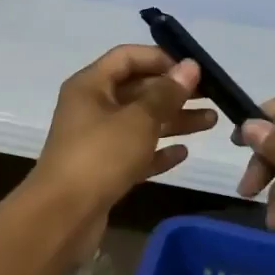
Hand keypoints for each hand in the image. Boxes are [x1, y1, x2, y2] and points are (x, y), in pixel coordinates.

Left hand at [32, 46, 215, 214]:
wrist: (63, 217)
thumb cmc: (100, 157)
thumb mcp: (138, 120)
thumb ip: (166, 93)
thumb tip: (190, 66)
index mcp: (90, 85)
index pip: (127, 57)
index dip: (161, 58)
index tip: (193, 71)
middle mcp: (91, 107)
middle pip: (136, 89)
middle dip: (173, 92)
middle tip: (211, 97)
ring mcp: (96, 140)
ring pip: (140, 122)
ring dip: (173, 120)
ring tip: (211, 122)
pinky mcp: (103, 170)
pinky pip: (135, 152)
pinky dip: (158, 151)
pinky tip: (184, 153)